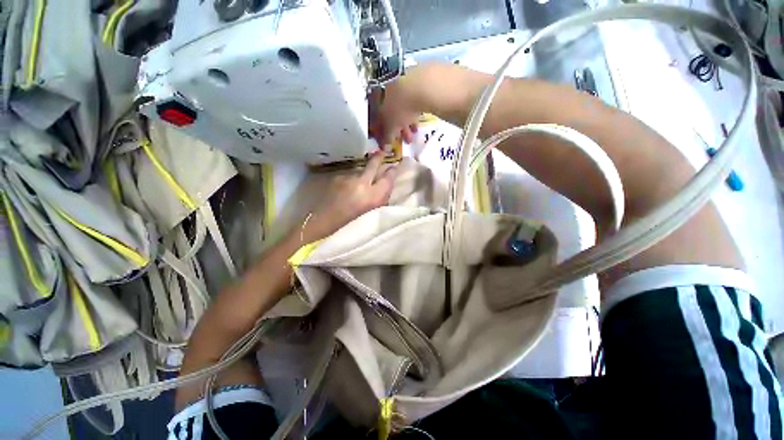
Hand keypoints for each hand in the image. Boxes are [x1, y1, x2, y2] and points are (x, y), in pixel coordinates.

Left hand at [303, 152, 397, 241]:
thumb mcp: (372, 214)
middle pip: (373, 165)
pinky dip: (350, 180)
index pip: (388, 178)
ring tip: (359, 184)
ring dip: (362, 174)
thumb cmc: (352, 224)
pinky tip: (347, 189)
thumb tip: (385, 187)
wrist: (324, 224)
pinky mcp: (336, 178)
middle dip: (378, 158)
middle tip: (382, 153)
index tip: (394, 167)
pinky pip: (348, 176)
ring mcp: (347, 179)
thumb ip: (380, 199)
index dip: (392, 171)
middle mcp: (361, 183)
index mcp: (373, 196)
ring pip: (359, 171)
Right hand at [369, 66, 431, 145]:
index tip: (385, 142)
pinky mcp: (410, 81)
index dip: (379, 134)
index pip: (372, 120)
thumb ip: (386, 138)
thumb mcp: (390, 127)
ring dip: (405, 125)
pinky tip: (417, 122)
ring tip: (412, 136)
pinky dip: (411, 114)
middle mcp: (381, 90)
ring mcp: (395, 84)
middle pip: (386, 114)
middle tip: (401, 140)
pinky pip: (408, 103)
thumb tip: (384, 147)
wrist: (420, 85)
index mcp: (372, 100)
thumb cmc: (399, 109)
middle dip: (395, 130)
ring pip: (398, 109)